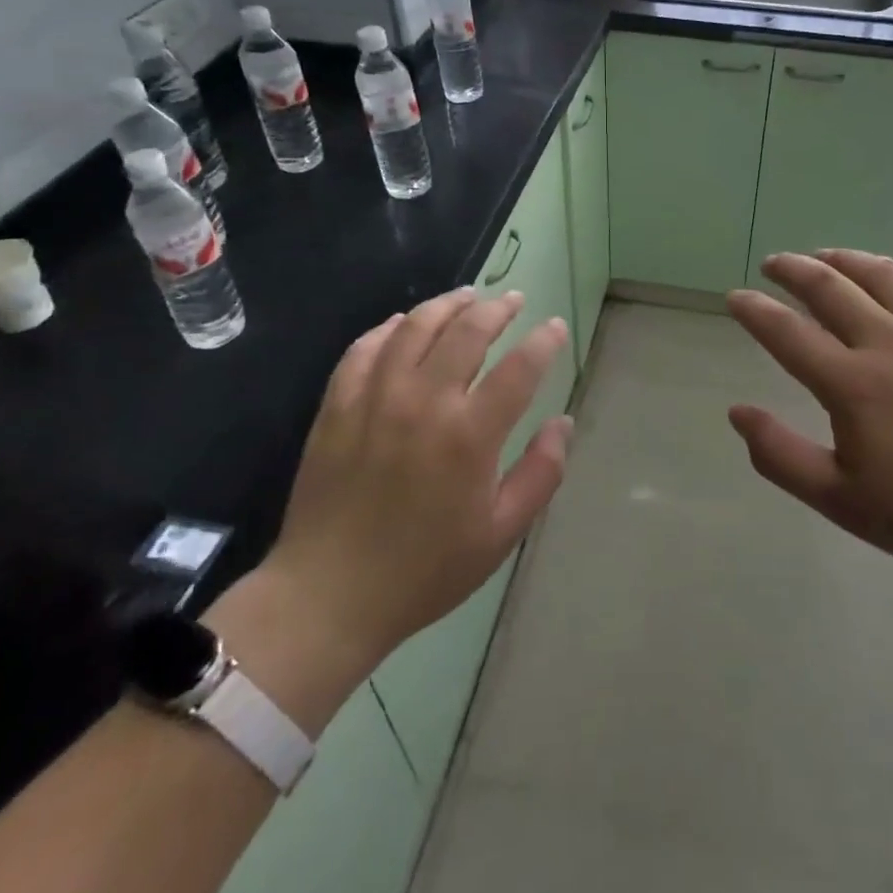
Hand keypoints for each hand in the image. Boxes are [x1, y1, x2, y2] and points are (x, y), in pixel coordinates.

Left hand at [249, 290, 572, 673]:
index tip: (555, 327)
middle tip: (513, 301)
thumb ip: (541, 474)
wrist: (329, 596)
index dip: (544, 341)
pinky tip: (403, 323)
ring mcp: (375, 398)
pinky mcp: (337, 405)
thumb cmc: (425, 570)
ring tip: (466, 297)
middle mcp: (424, 402)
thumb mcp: (500, 534)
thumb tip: (562, 423)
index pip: (519, 368)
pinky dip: (389, 327)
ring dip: (446, 305)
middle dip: (497, 309)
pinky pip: (365, 347)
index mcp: (469, 436)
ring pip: (415, 327)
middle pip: (468, 331)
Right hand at [726, 250, 892, 595]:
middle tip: (773, 263)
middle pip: (830, 288)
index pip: (787, 333)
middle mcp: (888, 344)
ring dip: (843, 258)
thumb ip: (781, 456)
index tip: (734, 297)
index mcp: (852, 385)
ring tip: (822, 255)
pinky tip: (887, 268)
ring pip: (880, 275)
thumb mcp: (841, 501)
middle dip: (793, 269)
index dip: (754, 311)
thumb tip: (737, 412)